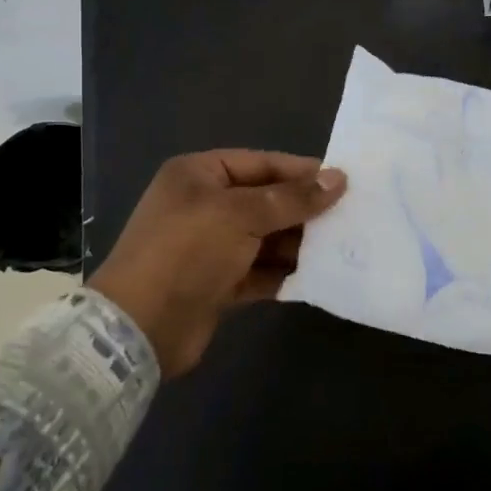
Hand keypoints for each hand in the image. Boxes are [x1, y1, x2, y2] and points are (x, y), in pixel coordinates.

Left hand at [89, 151, 346, 377]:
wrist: (139, 328)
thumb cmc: (188, 252)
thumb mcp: (241, 215)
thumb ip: (292, 198)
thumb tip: (338, 178)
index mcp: (200, 175)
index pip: (262, 163)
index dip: (302, 172)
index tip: (346, 182)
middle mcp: (204, 205)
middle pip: (266, 201)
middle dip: (305, 211)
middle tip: (351, 218)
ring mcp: (210, 247)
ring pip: (266, 238)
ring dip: (298, 244)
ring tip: (341, 248)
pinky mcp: (217, 284)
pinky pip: (259, 271)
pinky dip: (284, 274)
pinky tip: (317, 277)